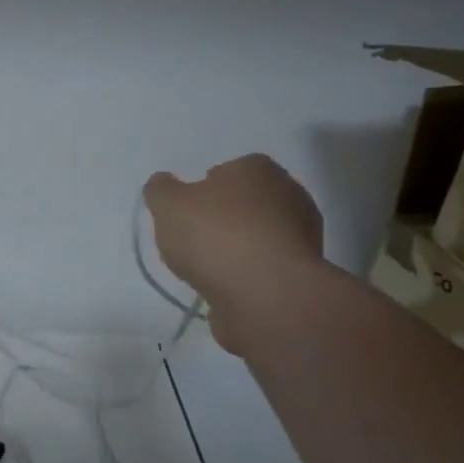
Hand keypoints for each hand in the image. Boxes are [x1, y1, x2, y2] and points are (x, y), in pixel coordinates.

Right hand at [143, 155, 325, 355]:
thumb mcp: (168, 205)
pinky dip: (248, 272)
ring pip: (259, 234)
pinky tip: (228, 285)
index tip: (187, 212)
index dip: (204, 189)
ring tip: (209, 267)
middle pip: (245, 202)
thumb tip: (163, 184)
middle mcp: (289, 193)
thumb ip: (160, 190)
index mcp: (257, 169)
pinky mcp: (303, 270)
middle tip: (194, 239)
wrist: (265, 293)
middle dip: (223, 218)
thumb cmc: (215, 236)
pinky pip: (266, 264)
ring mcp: (302, 233)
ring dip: (238, 247)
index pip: (228, 170)